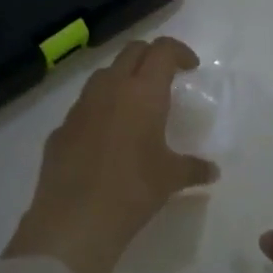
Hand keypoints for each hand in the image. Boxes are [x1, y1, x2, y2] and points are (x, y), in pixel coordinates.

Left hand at [5, 36, 218, 272]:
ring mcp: (80, 107)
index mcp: (143, 92)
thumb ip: (194, 168)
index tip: (190, 68)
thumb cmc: (133, 190)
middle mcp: (110, 89)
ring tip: (135, 105)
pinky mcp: (60, 129)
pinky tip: (106, 138)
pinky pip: (84, 107)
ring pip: (103, 75)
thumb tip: (212, 171)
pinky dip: (100, 109)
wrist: (75, 221)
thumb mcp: (171, 179)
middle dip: (151, 57)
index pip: (162, 50)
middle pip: (131, 52)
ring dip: (122, 78)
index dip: (179, 52)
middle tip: (165, 78)